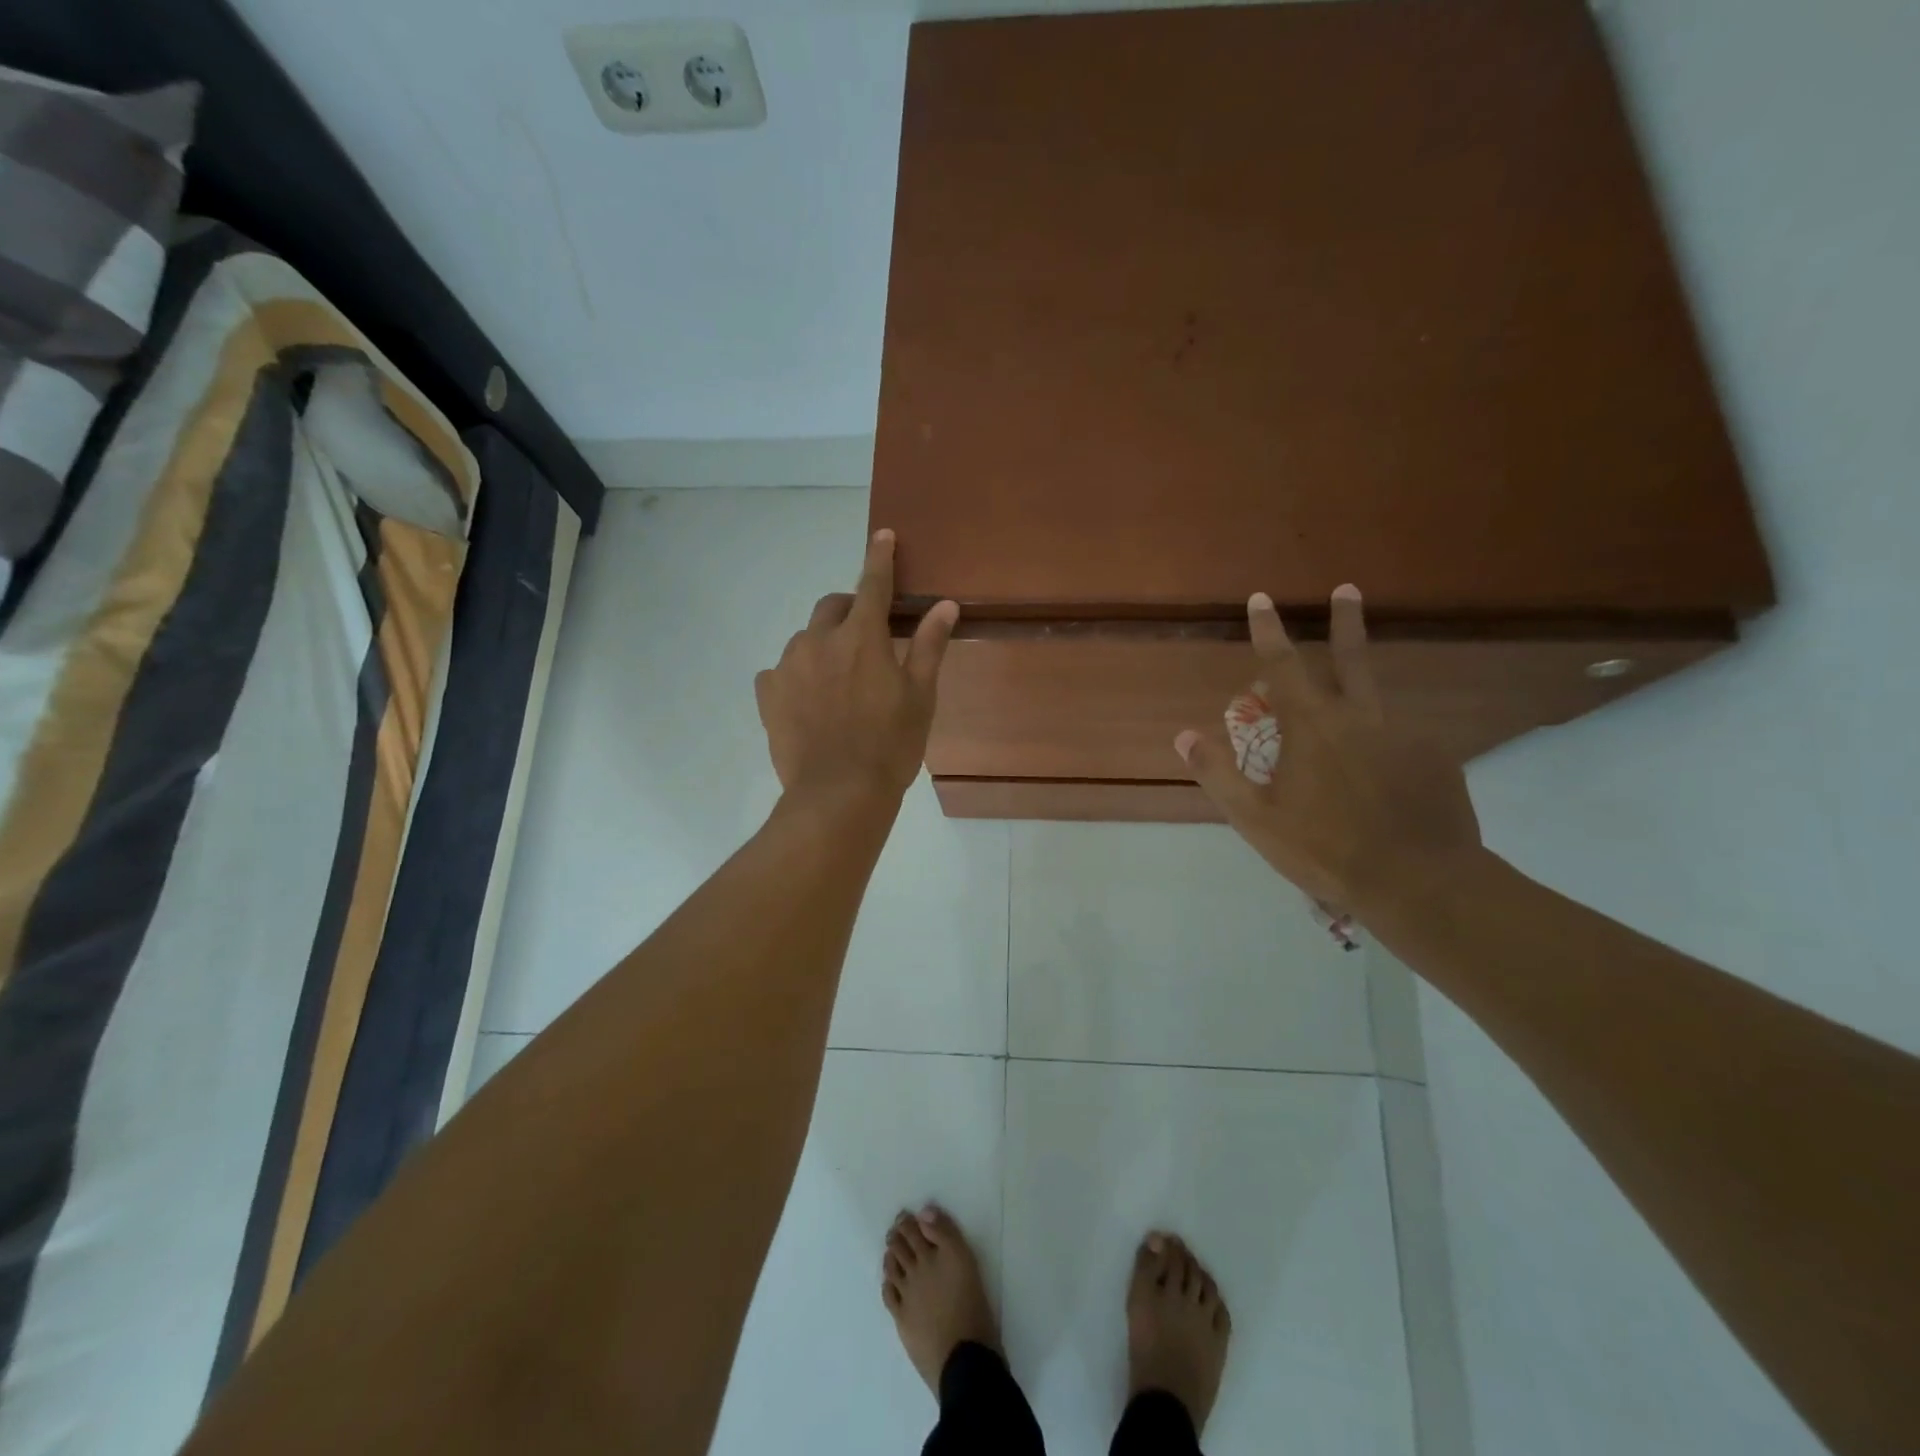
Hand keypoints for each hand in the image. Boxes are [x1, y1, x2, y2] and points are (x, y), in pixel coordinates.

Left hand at [755, 529, 958, 806]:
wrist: (838, 795)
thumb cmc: (890, 746)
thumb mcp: (920, 697)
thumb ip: (928, 646)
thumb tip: (945, 605)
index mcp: (862, 638)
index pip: (873, 584)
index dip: (880, 558)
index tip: (883, 535)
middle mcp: (819, 641)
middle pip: (833, 606)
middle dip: (850, 609)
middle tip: (867, 637)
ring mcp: (787, 667)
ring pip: (806, 639)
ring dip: (824, 645)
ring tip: (839, 681)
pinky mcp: (767, 694)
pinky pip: (780, 671)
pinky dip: (797, 674)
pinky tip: (809, 701)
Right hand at [1176, 586, 1481, 916]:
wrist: (1420, 884)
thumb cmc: (1325, 849)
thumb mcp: (1255, 819)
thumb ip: (1218, 773)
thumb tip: (1183, 735)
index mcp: (1312, 727)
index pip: (1283, 666)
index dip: (1269, 631)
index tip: (1262, 598)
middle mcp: (1360, 719)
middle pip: (1351, 658)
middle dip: (1345, 621)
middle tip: (1347, 589)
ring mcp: (1404, 736)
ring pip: (1377, 702)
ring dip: (1361, 692)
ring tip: (1349, 720)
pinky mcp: (1436, 760)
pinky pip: (1401, 742)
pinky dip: (1384, 747)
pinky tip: (1384, 779)